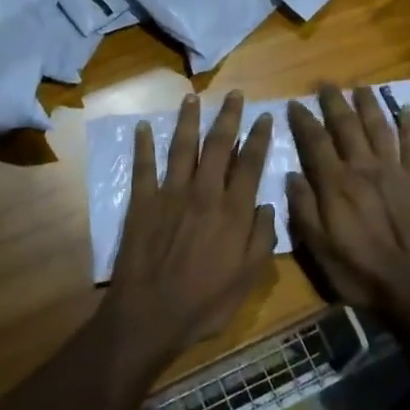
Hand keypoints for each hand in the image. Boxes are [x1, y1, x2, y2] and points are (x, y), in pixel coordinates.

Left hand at [105, 92, 276, 365]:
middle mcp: (204, 193)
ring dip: (187, 120)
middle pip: (218, 145)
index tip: (264, 116)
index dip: (259, 138)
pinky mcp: (142, 202)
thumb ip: (261, 238)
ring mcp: (170, 194)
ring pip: (182, 147)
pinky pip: (143, 167)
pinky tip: (141, 127)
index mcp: (233, 211)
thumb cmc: (205, 302)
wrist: (151, 315)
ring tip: (191, 98)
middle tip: (233, 94)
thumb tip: (267, 205)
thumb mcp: (247, 279)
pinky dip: (142, 146)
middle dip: (227, 117)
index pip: (250, 164)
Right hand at [287, 85, 409, 328]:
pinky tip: (407, 110)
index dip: (303, 119)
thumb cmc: (360, 272)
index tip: (294, 103)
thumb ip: (303, 209)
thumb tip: (291, 175)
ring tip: (361, 87)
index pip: (315, 141)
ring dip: (369, 104)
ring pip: (379, 127)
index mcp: (336, 183)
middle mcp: (363, 167)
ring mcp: (395, 170)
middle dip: (334, 101)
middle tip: (326, 84)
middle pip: (346, 124)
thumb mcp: (319, 249)